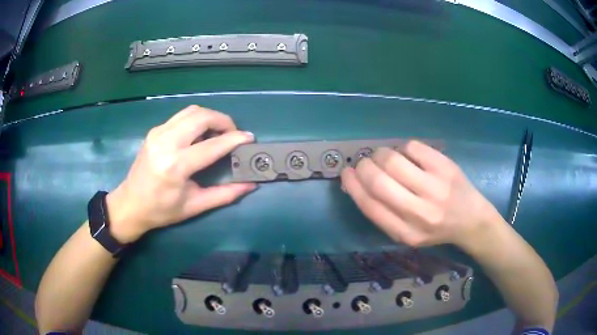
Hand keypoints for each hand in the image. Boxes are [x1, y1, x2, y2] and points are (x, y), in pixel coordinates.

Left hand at [106, 105, 255, 242]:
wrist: (130, 204)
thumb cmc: (161, 210)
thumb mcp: (195, 206)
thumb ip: (225, 194)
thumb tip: (250, 185)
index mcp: (175, 166)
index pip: (211, 145)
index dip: (234, 139)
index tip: (249, 138)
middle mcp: (166, 143)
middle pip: (201, 116)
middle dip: (223, 120)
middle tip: (233, 134)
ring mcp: (158, 133)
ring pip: (192, 111)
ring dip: (210, 117)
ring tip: (218, 133)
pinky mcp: (155, 130)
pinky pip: (181, 116)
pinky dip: (197, 120)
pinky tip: (200, 134)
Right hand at [341, 140, 499, 248]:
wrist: (470, 220)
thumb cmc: (434, 228)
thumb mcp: (406, 233)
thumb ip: (382, 212)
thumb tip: (355, 183)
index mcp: (406, 233)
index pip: (370, 205)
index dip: (353, 185)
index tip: (346, 173)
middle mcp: (420, 212)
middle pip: (378, 181)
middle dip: (364, 166)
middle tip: (365, 163)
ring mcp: (435, 187)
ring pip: (393, 159)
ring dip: (381, 154)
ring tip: (385, 157)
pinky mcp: (445, 166)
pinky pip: (411, 146)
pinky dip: (402, 148)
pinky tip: (408, 155)